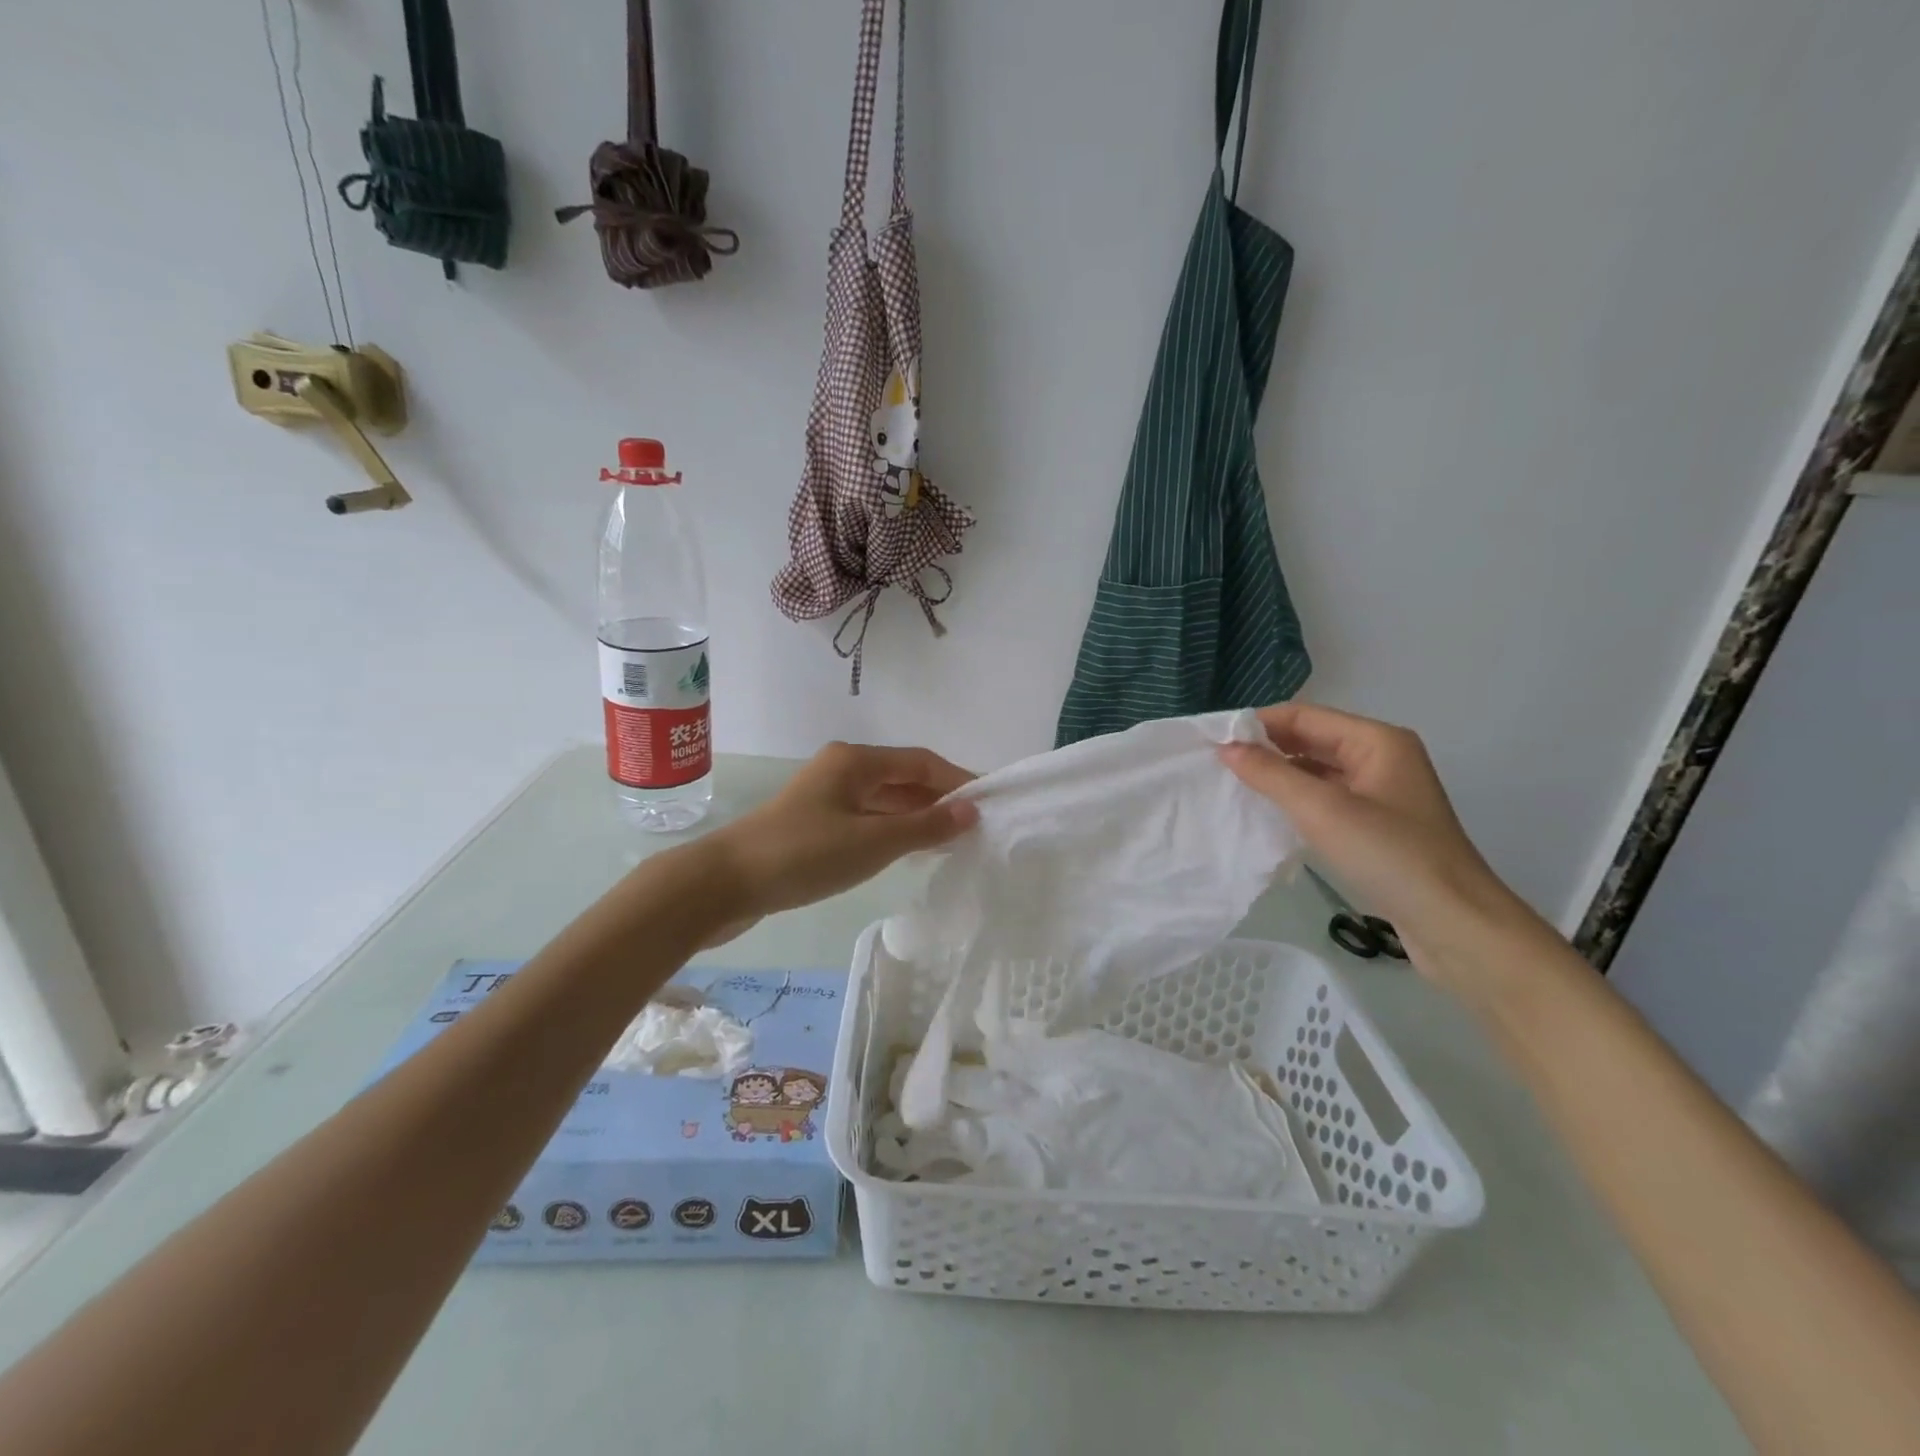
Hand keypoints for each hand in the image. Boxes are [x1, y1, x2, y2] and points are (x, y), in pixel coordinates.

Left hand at [707, 742, 977, 927]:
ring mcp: (827, 795)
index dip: (958, 781)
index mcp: (856, 760)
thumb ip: (925, 827)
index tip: (989, 805)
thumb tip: (971, 811)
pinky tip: (909, 851)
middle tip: (975, 828)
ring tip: (951, 842)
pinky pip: (867, 818)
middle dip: (939, 800)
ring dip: (917, 817)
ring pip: (885, 800)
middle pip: (904, 777)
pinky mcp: (815, 822)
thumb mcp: (873, 842)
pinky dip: (892, 830)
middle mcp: (843, 768)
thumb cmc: (804, 854)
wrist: (726, 882)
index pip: (922, 762)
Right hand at [1220, 704, 1535, 988]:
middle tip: (1215, 765)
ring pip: (1317, 771)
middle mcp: (1381, 758)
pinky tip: (1268, 814)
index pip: (1304, 716)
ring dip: (1279, 776)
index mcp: (1376, 740)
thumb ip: (1270, 774)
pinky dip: (1296, 801)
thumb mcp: (1322, 810)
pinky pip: (1326, 799)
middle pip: (1311, 739)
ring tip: (1232, 787)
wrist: (1455, 925)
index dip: (1257, 724)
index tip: (1212, 740)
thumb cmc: (1390, 856)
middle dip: (1266, 749)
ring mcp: (1381, 793)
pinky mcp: (1377, 825)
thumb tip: (1226, 748)